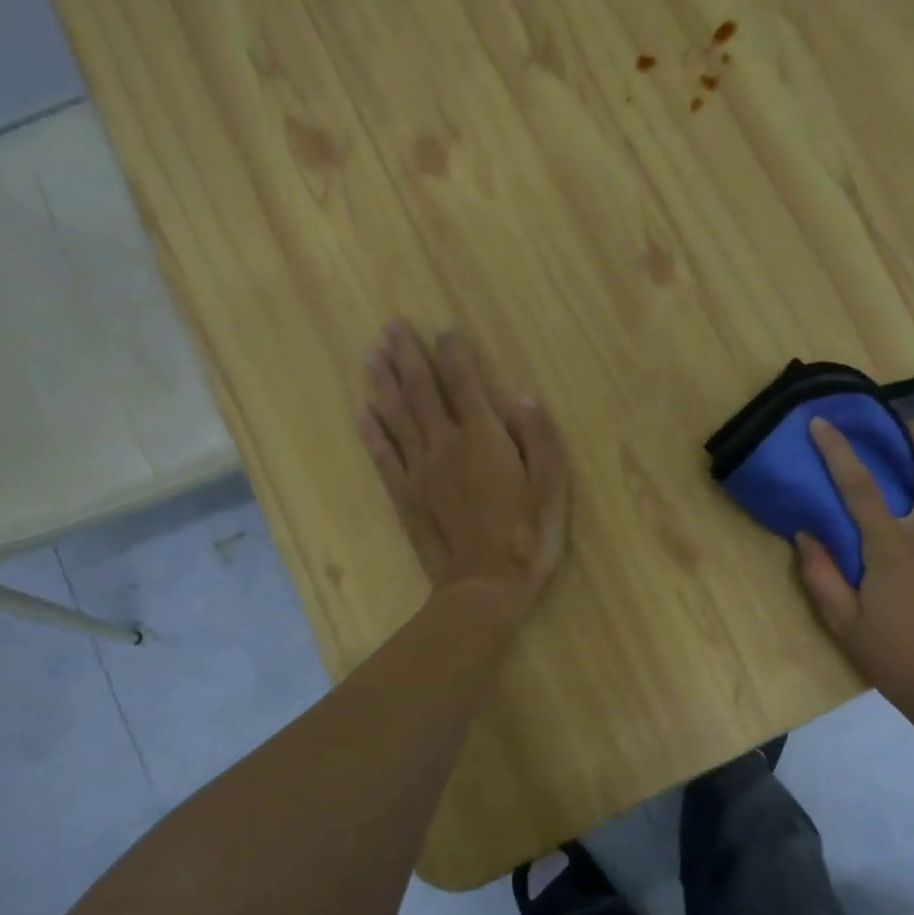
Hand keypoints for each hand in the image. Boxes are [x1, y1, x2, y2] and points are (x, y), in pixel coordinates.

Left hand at [358, 320, 568, 622]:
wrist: (485, 587)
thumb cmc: (528, 538)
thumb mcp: (552, 489)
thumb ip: (540, 440)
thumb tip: (522, 399)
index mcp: (485, 439)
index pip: (465, 384)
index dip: (454, 354)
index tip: (444, 331)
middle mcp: (446, 446)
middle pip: (421, 391)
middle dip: (407, 356)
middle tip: (391, 327)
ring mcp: (420, 471)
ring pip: (396, 416)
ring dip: (383, 382)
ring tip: (371, 354)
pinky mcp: (405, 497)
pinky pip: (383, 457)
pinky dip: (371, 432)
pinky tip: (361, 412)